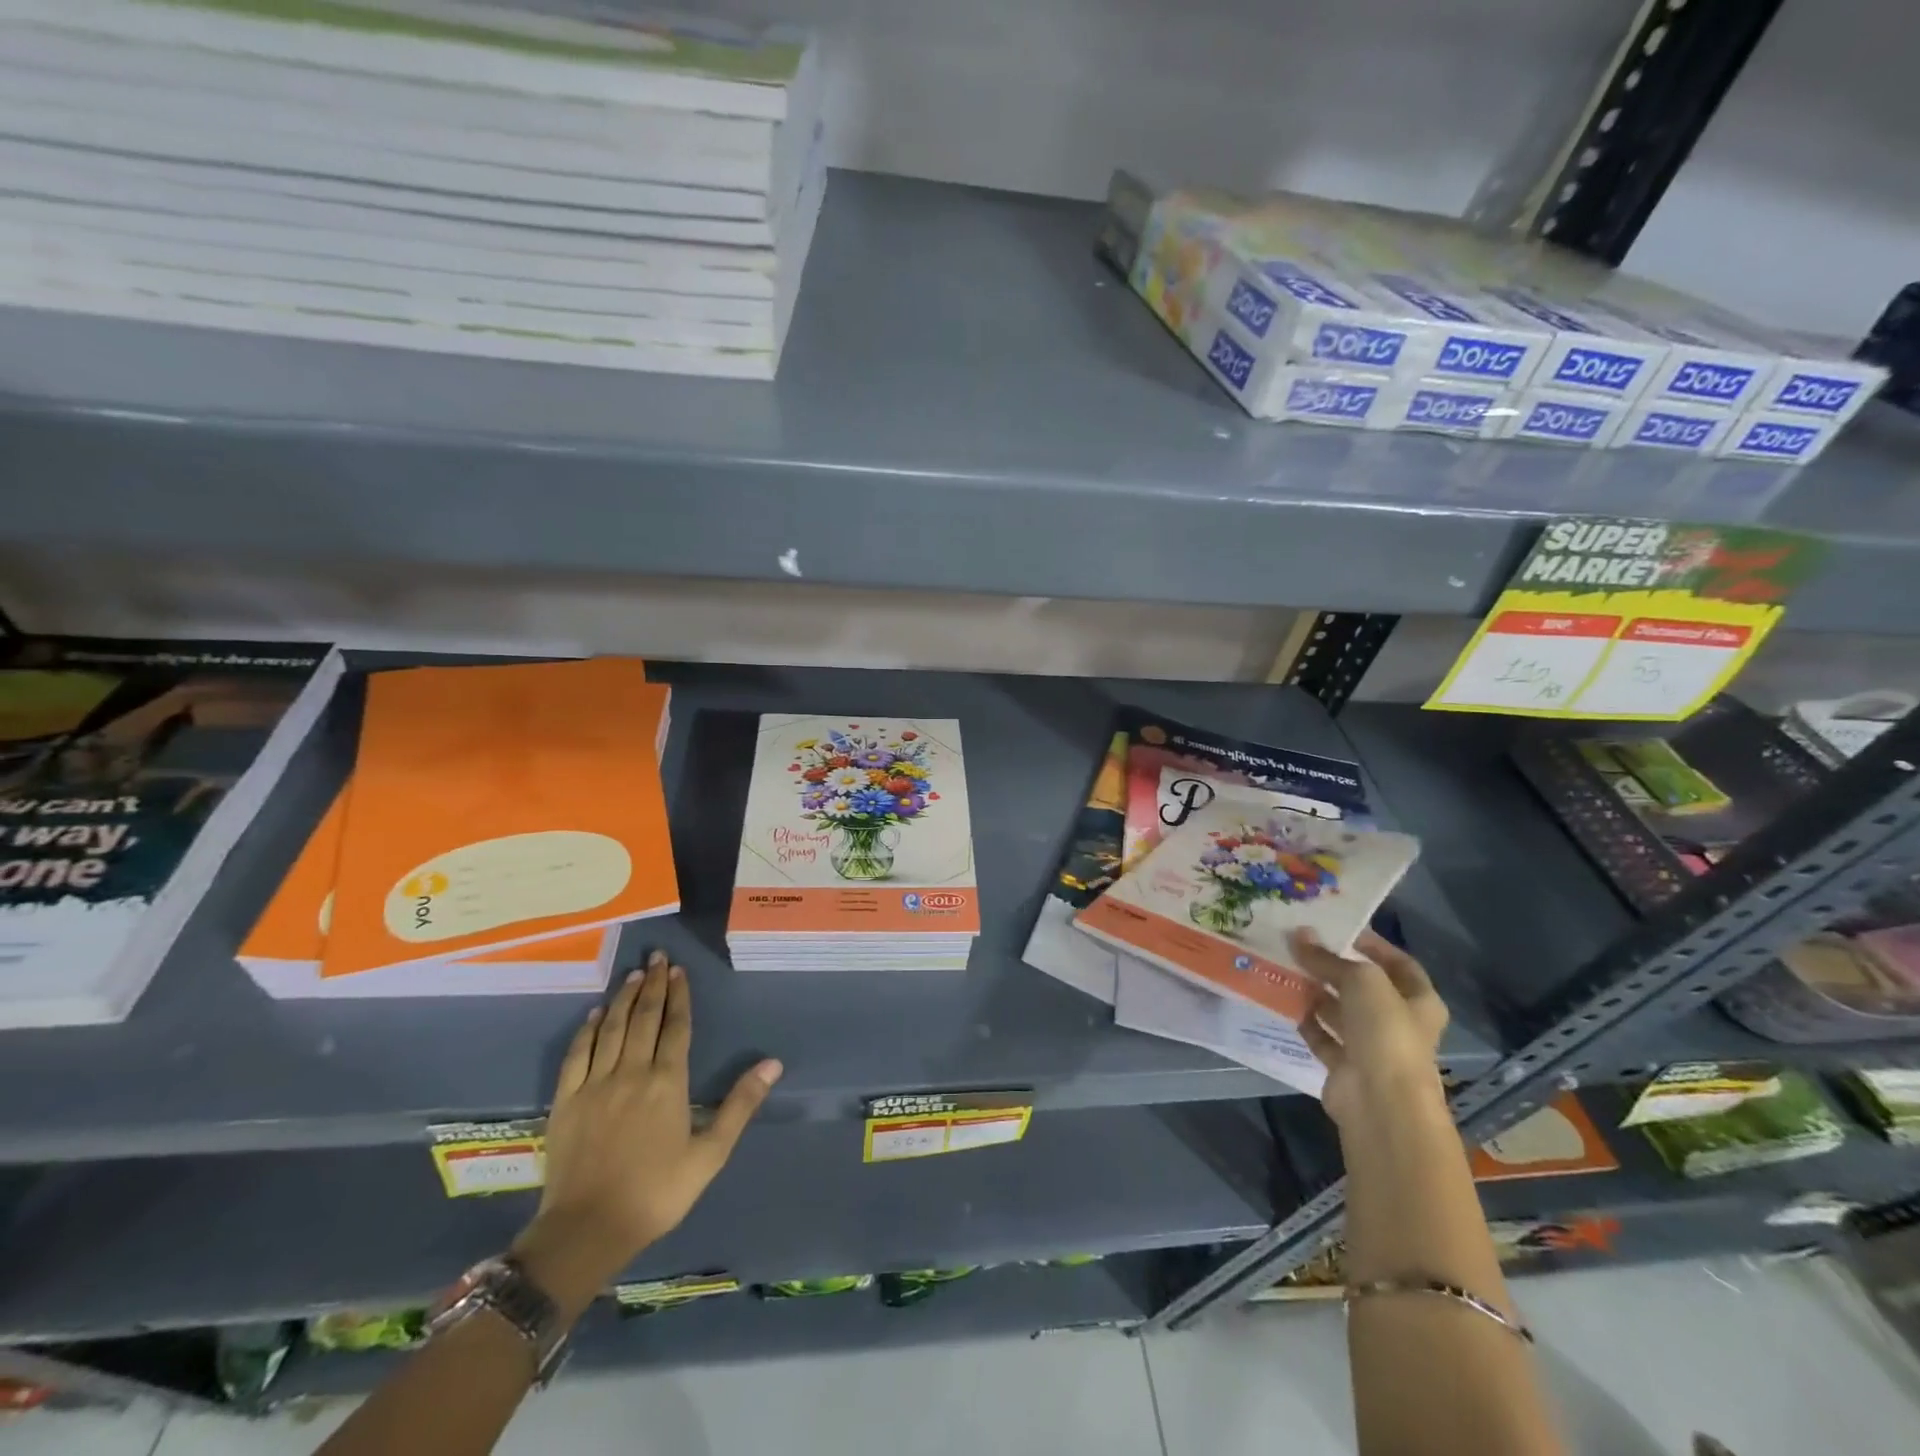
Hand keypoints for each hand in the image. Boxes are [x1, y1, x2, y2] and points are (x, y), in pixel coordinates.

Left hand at [510, 950, 781, 1314]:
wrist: (587, 1231)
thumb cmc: (657, 1193)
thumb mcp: (710, 1155)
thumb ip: (740, 1105)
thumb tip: (773, 1063)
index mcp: (667, 1082)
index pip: (675, 1027)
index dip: (679, 996)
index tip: (679, 970)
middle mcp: (631, 1073)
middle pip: (644, 1018)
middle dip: (652, 985)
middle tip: (656, 957)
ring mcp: (595, 1084)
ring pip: (611, 1029)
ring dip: (623, 998)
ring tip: (633, 975)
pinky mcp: (566, 1101)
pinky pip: (577, 1055)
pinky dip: (586, 1031)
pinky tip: (594, 1015)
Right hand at [1293, 928, 1447, 1130]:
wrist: (1379, 1101)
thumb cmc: (1385, 1032)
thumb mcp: (1360, 980)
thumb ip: (1328, 958)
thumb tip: (1299, 935)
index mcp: (1419, 1001)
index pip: (1398, 963)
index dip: (1372, 944)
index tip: (1338, 927)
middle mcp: (1398, 1023)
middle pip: (1364, 988)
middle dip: (1334, 967)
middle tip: (1300, 945)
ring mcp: (1372, 1047)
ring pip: (1340, 1011)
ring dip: (1316, 993)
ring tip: (1286, 968)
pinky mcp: (1345, 1067)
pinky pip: (1323, 1037)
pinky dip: (1307, 1022)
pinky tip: (1286, 1003)